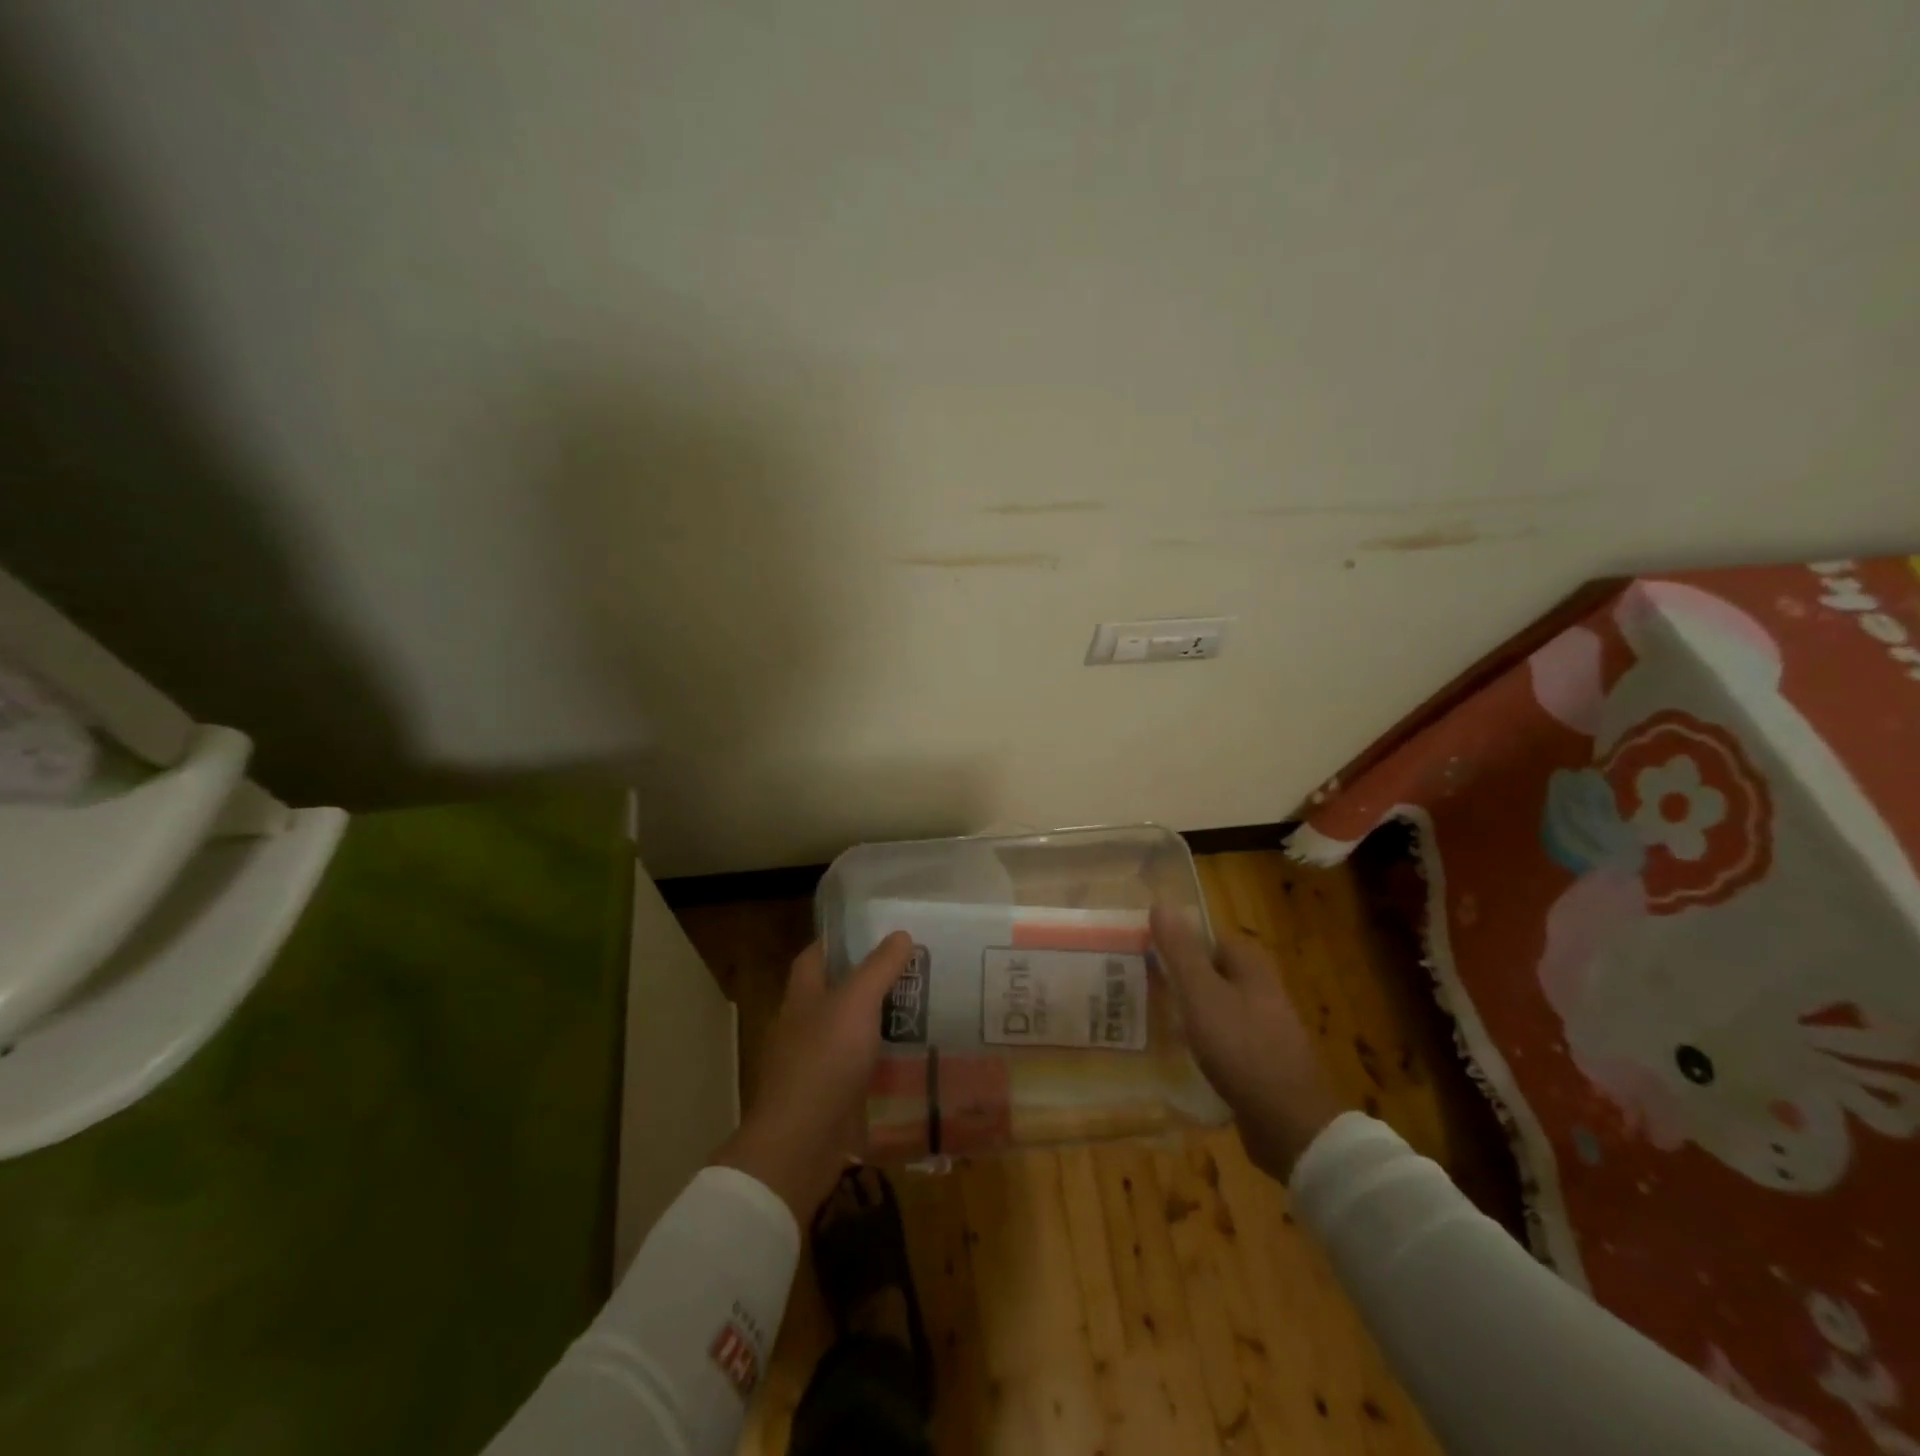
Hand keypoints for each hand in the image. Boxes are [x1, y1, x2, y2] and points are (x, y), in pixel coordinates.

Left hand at [713, 932, 914, 1222]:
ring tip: (920, 1013)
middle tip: (911, 973)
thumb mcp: (857, 1003)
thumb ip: (879, 967)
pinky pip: (857, 1071)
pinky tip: (909, 1062)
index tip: (876, 933)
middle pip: (834, 994)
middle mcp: (802, 1026)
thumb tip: (900, 934)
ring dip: (877, 1025)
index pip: (815, 956)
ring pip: (848, 1033)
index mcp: (802, 996)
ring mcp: (813, 1064)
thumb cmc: (824, 1060)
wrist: (801, 1143)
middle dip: (868, 983)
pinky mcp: (827, 1097)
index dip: (841, 942)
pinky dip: (879, 1064)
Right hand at [1152, 907, 1346, 1182]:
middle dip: (1177, 978)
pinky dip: (1200, 1041)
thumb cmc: (1243, 1048)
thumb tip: (1161, 903)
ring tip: (1147, 1018)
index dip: (1176, 942)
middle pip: (1210, 972)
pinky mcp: (1260, 1062)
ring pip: (1214, 1007)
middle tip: (1138, 985)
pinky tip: (1176, 1054)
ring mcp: (1263, 1028)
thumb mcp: (1202, 995)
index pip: (1208, 938)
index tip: (1143, 953)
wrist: (1290, 1124)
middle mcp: (1261, 990)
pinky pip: (1221, 1040)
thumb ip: (1181, 951)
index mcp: (1251, 966)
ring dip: (1186, 1012)